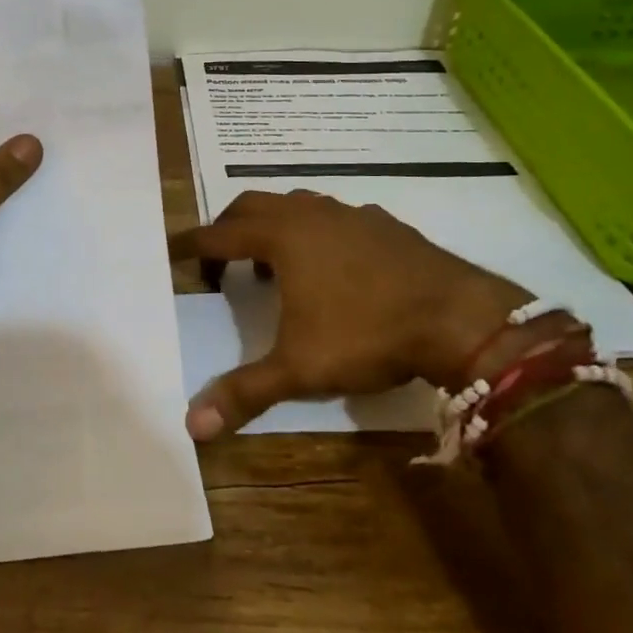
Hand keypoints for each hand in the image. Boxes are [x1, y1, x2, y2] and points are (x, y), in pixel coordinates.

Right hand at [167, 190, 531, 439]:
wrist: (460, 318)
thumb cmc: (368, 335)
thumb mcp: (300, 369)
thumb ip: (245, 393)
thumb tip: (192, 426)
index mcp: (282, 238)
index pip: (219, 234)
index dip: (192, 245)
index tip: (172, 251)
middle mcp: (310, 215)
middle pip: (252, 205)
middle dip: (228, 227)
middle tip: (218, 257)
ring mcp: (351, 214)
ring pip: (297, 205)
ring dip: (274, 226)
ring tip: (273, 263)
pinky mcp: (385, 223)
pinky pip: (336, 216)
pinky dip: (317, 232)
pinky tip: (332, 263)